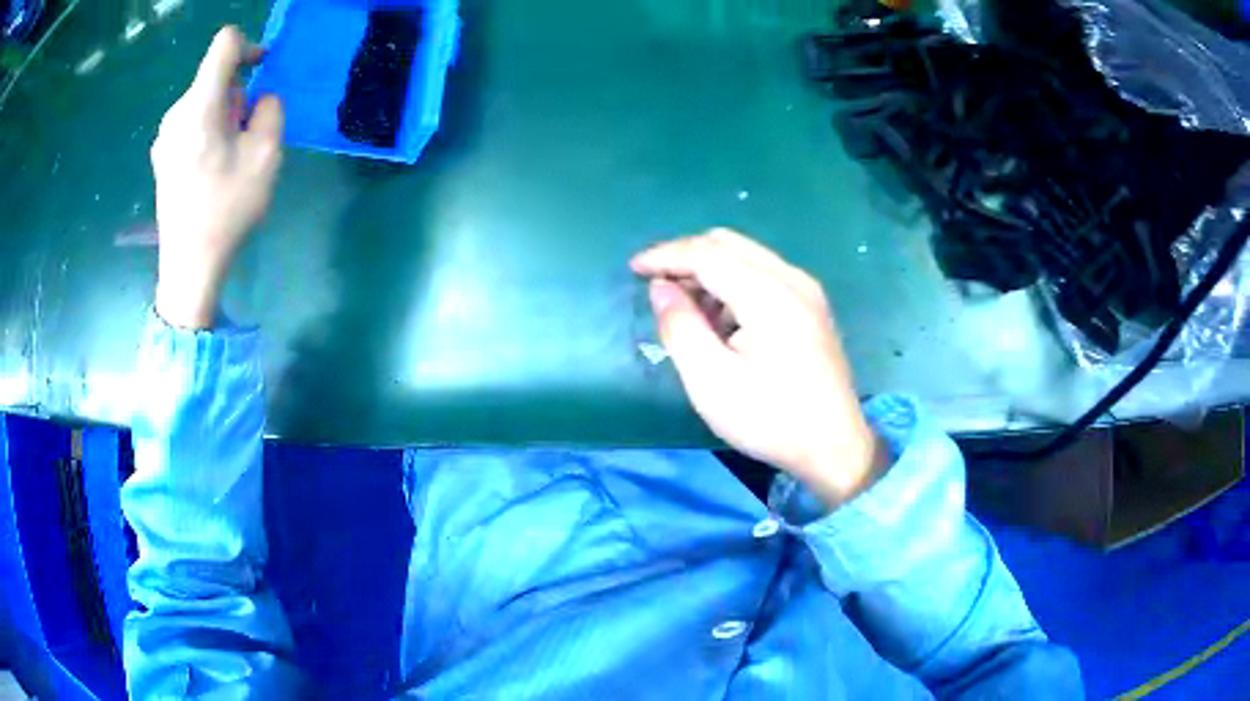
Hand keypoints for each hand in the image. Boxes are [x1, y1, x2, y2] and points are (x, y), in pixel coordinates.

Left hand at [152, 26, 283, 328]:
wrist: (189, 266)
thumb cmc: (227, 210)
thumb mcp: (266, 155)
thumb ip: (270, 109)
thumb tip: (258, 98)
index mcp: (200, 107)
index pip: (225, 45)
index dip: (249, 47)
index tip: (260, 71)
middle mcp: (176, 113)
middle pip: (215, 76)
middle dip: (237, 94)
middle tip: (246, 135)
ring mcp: (165, 135)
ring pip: (204, 100)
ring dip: (224, 114)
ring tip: (230, 156)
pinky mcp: (162, 153)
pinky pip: (191, 122)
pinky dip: (208, 129)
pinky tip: (212, 166)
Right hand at [632, 229, 887, 508]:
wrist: (834, 447)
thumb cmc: (770, 419)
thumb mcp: (711, 382)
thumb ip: (680, 327)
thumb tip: (661, 288)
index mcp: (769, 295)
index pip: (708, 253)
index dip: (666, 255)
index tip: (633, 269)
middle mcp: (792, 279)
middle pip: (728, 243)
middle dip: (687, 257)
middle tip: (658, 288)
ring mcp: (806, 290)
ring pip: (746, 256)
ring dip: (710, 271)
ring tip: (687, 310)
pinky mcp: (811, 305)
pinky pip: (763, 274)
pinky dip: (733, 283)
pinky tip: (722, 320)